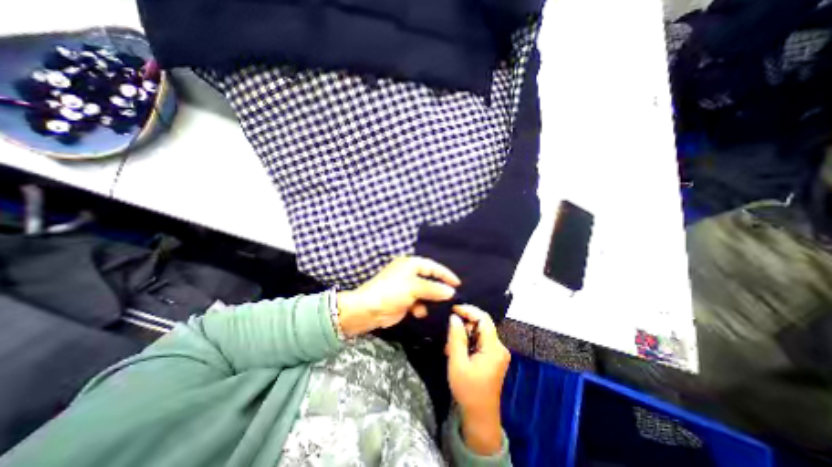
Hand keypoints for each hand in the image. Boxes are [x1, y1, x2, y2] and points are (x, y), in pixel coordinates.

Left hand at [334, 256, 461, 335]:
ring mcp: (406, 287)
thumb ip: (434, 289)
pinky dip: (420, 307)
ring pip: (425, 292)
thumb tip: (451, 292)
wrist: (368, 310)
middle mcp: (409, 273)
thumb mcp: (414, 287)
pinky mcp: (403, 300)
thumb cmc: (392, 292)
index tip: (458, 284)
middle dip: (439, 288)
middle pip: (429, 279)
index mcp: (411, 264)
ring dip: (430, 299)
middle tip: (452, 297)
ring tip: (438, 306)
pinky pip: (417, 302)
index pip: (433, 267)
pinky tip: (419, 312)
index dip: (446, 274)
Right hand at [445, 306, 510, 455]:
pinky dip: (468, 342)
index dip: (468, 310)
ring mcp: (498, 352)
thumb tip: (454, 317)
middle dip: (464, 325)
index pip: (483, 318)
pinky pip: (480, 341)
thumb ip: (456, 337)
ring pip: (479, 332)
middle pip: (482, 324)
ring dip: (465, 335)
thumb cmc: (468, 390)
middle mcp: (499, 347)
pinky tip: (458, 352)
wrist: (480, 416)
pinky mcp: (494, 357)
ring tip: (451, 348)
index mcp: (494, 348)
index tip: (453, 308)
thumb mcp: (458, 362)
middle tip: (449, 335)